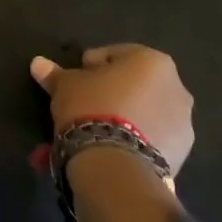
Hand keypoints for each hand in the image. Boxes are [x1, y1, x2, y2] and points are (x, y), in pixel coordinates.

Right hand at [30, 43, 193, 176]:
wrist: (118, 165)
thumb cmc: (92, 107)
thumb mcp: (65, 86)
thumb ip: (55, 74)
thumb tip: (38, 63)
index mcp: (152, 62)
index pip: (114, 55)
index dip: (90, 66)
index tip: (74, 80)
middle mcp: (175, 88)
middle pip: (133, 85)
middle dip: (109, 94)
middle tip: (83, 105)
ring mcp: (183, 124)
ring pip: (143, 115)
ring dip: (121, 119)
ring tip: (93, 133)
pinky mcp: (182, 155)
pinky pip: (150, 140)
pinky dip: (131, 142)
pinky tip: (107, 151)